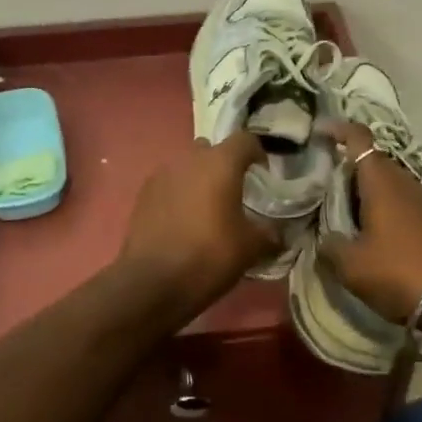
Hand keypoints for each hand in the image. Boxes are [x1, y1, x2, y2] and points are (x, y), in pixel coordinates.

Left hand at [118, 131, 278, 322]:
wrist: (153, 281)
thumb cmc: (209, 256)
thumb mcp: (250, 248)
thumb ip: (269, 234)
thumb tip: (278, 233)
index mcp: (220, 163)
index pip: (244, 140)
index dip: (257, 153)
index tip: (263, 174)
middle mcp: (190, 159)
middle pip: (211, 150)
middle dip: (223, 165)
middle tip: (233, 193)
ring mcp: (162, 174)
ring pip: (187, 166)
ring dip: (198, 180)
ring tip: (206, 209)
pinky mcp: (143, 194)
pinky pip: (168, 184)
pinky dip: (178, 195)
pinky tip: (182, 221)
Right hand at [314, 120, 421, 325]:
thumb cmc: (397, 272)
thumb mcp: (351, 265)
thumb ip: (330, 245)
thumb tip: (325, 239)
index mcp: (381, 181)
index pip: (358, 137)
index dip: (337, 129)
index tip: (318, 133)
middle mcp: (403, 180)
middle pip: (372, 160)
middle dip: (348, 165)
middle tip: (324, 182)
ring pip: (388, 181)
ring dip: (366, 188)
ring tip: (344, 207)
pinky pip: (401, 199)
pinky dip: (383, 204)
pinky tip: (372, 227)